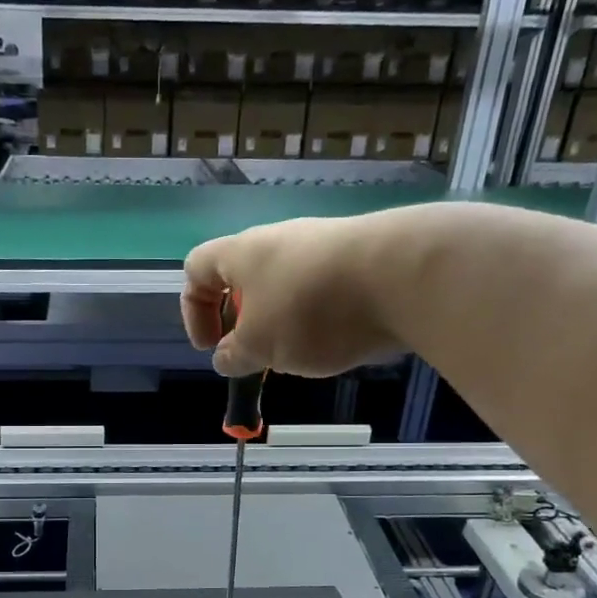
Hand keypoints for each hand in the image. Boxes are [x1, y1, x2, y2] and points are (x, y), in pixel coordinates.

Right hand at [181, 213, 413, 377]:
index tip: (212, 347)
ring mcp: (323, 244)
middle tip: (258, 356)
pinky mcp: (360, 258)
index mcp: (242, 253)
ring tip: (303, 354)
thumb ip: (235, 355)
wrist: (403, 276)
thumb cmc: (310, 309)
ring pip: (287, 285)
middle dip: (245, 321)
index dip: (193, 310)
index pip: (196, 268)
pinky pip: (325, 289)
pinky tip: (340, 340)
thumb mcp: (260, 346)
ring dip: (284, 322)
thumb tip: (226, 357)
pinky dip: (322, 317)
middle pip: (245, 278)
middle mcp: (279, 240)